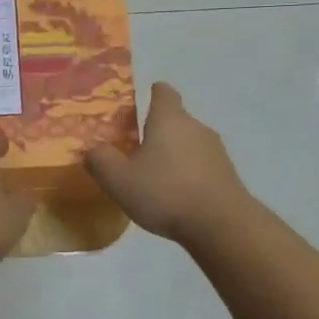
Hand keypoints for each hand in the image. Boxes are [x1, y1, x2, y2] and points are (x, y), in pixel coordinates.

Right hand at [85, 83, 246, 245]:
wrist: (221, 225)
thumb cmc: (166, 193)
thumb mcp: (119, 180)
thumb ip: (100, 160)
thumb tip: (92, 149)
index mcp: (169, 120)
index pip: (163, 92)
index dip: (152, 93)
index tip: (140, 101)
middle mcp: (196, 127)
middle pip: (175, 120)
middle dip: (157, 130)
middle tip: (134, 148)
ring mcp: (216, 151)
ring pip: (188, 143)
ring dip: (172, 154)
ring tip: (154, 176)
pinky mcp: (226, 174)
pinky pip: (201, 165)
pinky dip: (187, 173)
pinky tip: (175, 195)